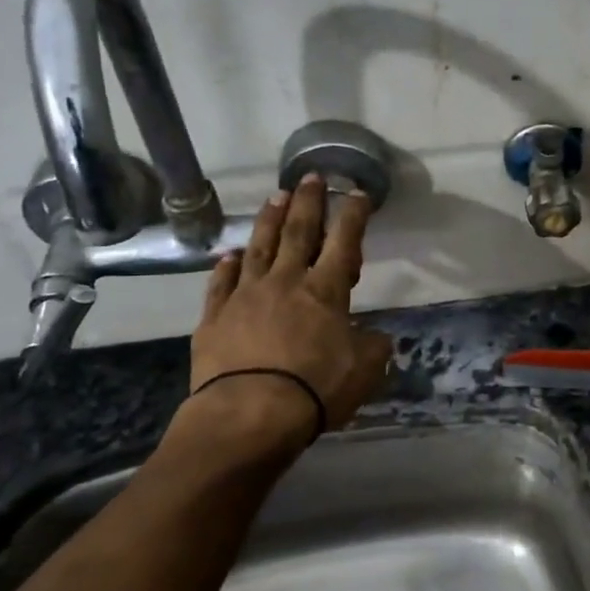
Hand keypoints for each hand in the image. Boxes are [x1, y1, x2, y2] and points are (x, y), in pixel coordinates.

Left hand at [185, 175, 393, 448]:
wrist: (248, 413)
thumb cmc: (315, 388)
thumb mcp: (364, 370)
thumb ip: (373, 346)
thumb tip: (374, 336)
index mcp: (325, 290)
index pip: (344, 241)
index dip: (353, 215)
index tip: (357, 192)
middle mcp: (286, 282)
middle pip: (298, 232)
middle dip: (307, 202)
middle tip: (309, 177)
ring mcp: (245, 296)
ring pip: (259, 248)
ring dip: (269, 221)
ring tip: (275, 198)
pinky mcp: (215, 317)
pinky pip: (222, 283)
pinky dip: (227, 266)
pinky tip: (231, 255)